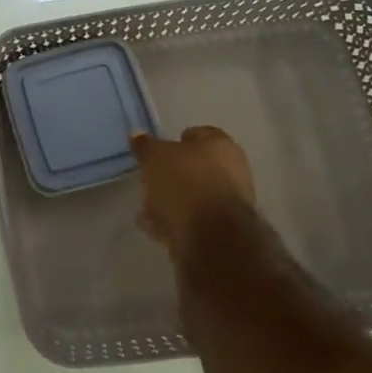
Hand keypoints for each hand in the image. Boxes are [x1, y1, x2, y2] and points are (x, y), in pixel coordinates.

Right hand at [131, 126, 257, 258]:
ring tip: (146, 210)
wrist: (211, 238)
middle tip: (149, 181)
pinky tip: (155, 228)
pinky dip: (175, 222)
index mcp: (222, 145)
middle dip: (170, 175)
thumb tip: (138, 135)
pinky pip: (193, 220)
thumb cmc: (185, 183)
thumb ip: (146, 146)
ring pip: (193, 196)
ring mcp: (229, 203)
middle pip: (195, 168)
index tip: (156, 152)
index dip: (175, 141)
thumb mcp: (155, 157)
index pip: (198, 134)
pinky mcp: (223, 231)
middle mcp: (233, 171)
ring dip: (170, 201)